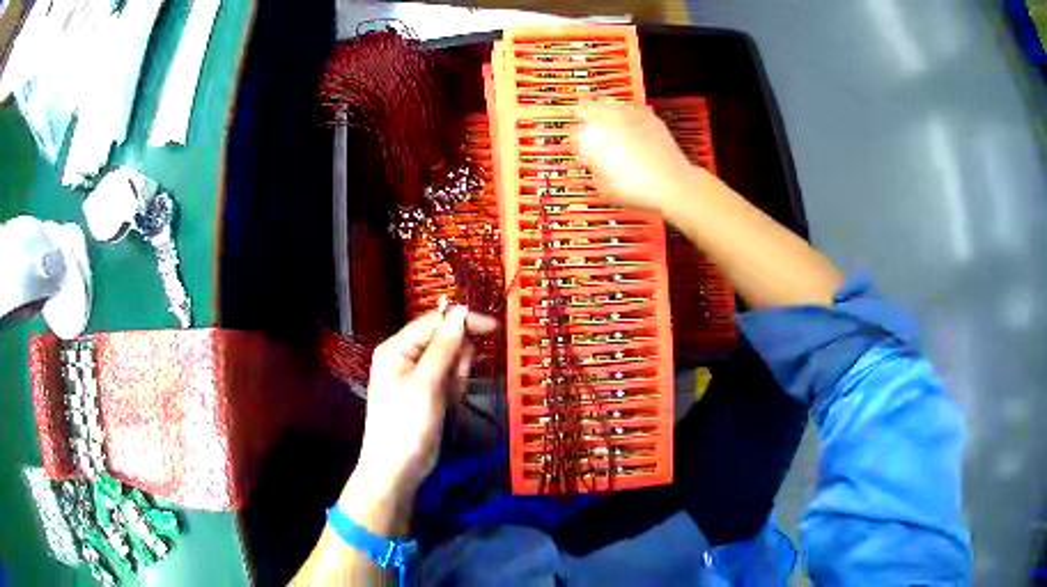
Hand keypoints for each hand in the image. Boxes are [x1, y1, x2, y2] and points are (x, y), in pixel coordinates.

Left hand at [351, 306, 497, 500]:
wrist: (397, 470)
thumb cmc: (405, 424)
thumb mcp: (426, 383)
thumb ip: (444, 346)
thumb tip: (460, 312)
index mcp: (397, 348)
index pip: (434, 322)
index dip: (462, 321)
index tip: (493, 328)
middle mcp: (405, 357)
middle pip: (443, 340)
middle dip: (457, 359)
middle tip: (454, 385)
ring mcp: (417, 377)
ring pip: (449, 362)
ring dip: (456, 378)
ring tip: (446, 400)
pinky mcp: (428, 394)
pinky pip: (448, 381)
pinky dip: (453, 391)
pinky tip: (447, 406)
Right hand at [575, 101, 709, 216]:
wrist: (671, 183)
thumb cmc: (635, 189)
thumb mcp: (602, 186)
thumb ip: (593, 167)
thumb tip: (592, 160)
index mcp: (591, 136)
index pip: (572, 133)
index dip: (574, 142)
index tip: (578, 150)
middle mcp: (607, 118)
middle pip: (585, 108)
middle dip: (583, 118)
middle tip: (583, 127)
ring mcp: (628, 113)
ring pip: (606, 103)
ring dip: (601, 111)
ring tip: (602, 121)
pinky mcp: (647, 115)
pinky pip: (627, 107)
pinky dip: (623, 114)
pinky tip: (625, 124)